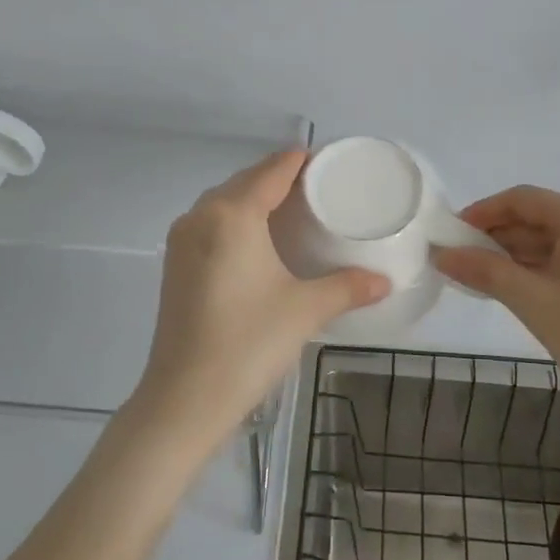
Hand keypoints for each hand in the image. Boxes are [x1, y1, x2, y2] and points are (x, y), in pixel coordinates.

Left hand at [129, 148, 389, 455]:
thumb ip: (347, 287)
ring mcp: (182, 240)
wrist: (184, 399)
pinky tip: (257, 239)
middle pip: (246, 180)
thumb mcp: (305, 310)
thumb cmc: (248, 344)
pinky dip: (236, 219)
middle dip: (280, 178)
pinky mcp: (174, 263)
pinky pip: (210, 222)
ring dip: (255, 197)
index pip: (272, 171)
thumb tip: (385, 281)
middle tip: (320, 188)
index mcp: (232, 215)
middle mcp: (202, 216)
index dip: (301, 161)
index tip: (331, 162)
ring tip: (292, 210)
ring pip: (224, 201)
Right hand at [431, 185, 559, 410]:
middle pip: (542, 217)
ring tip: (485, 279)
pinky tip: (524, 289)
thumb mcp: (534, 303)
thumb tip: (442, 254)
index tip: (452, 234)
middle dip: (500, 237)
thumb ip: (485, 271)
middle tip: (463, 262)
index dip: (483, 212)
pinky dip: (547, 267)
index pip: (523, 199)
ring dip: (521, 254)